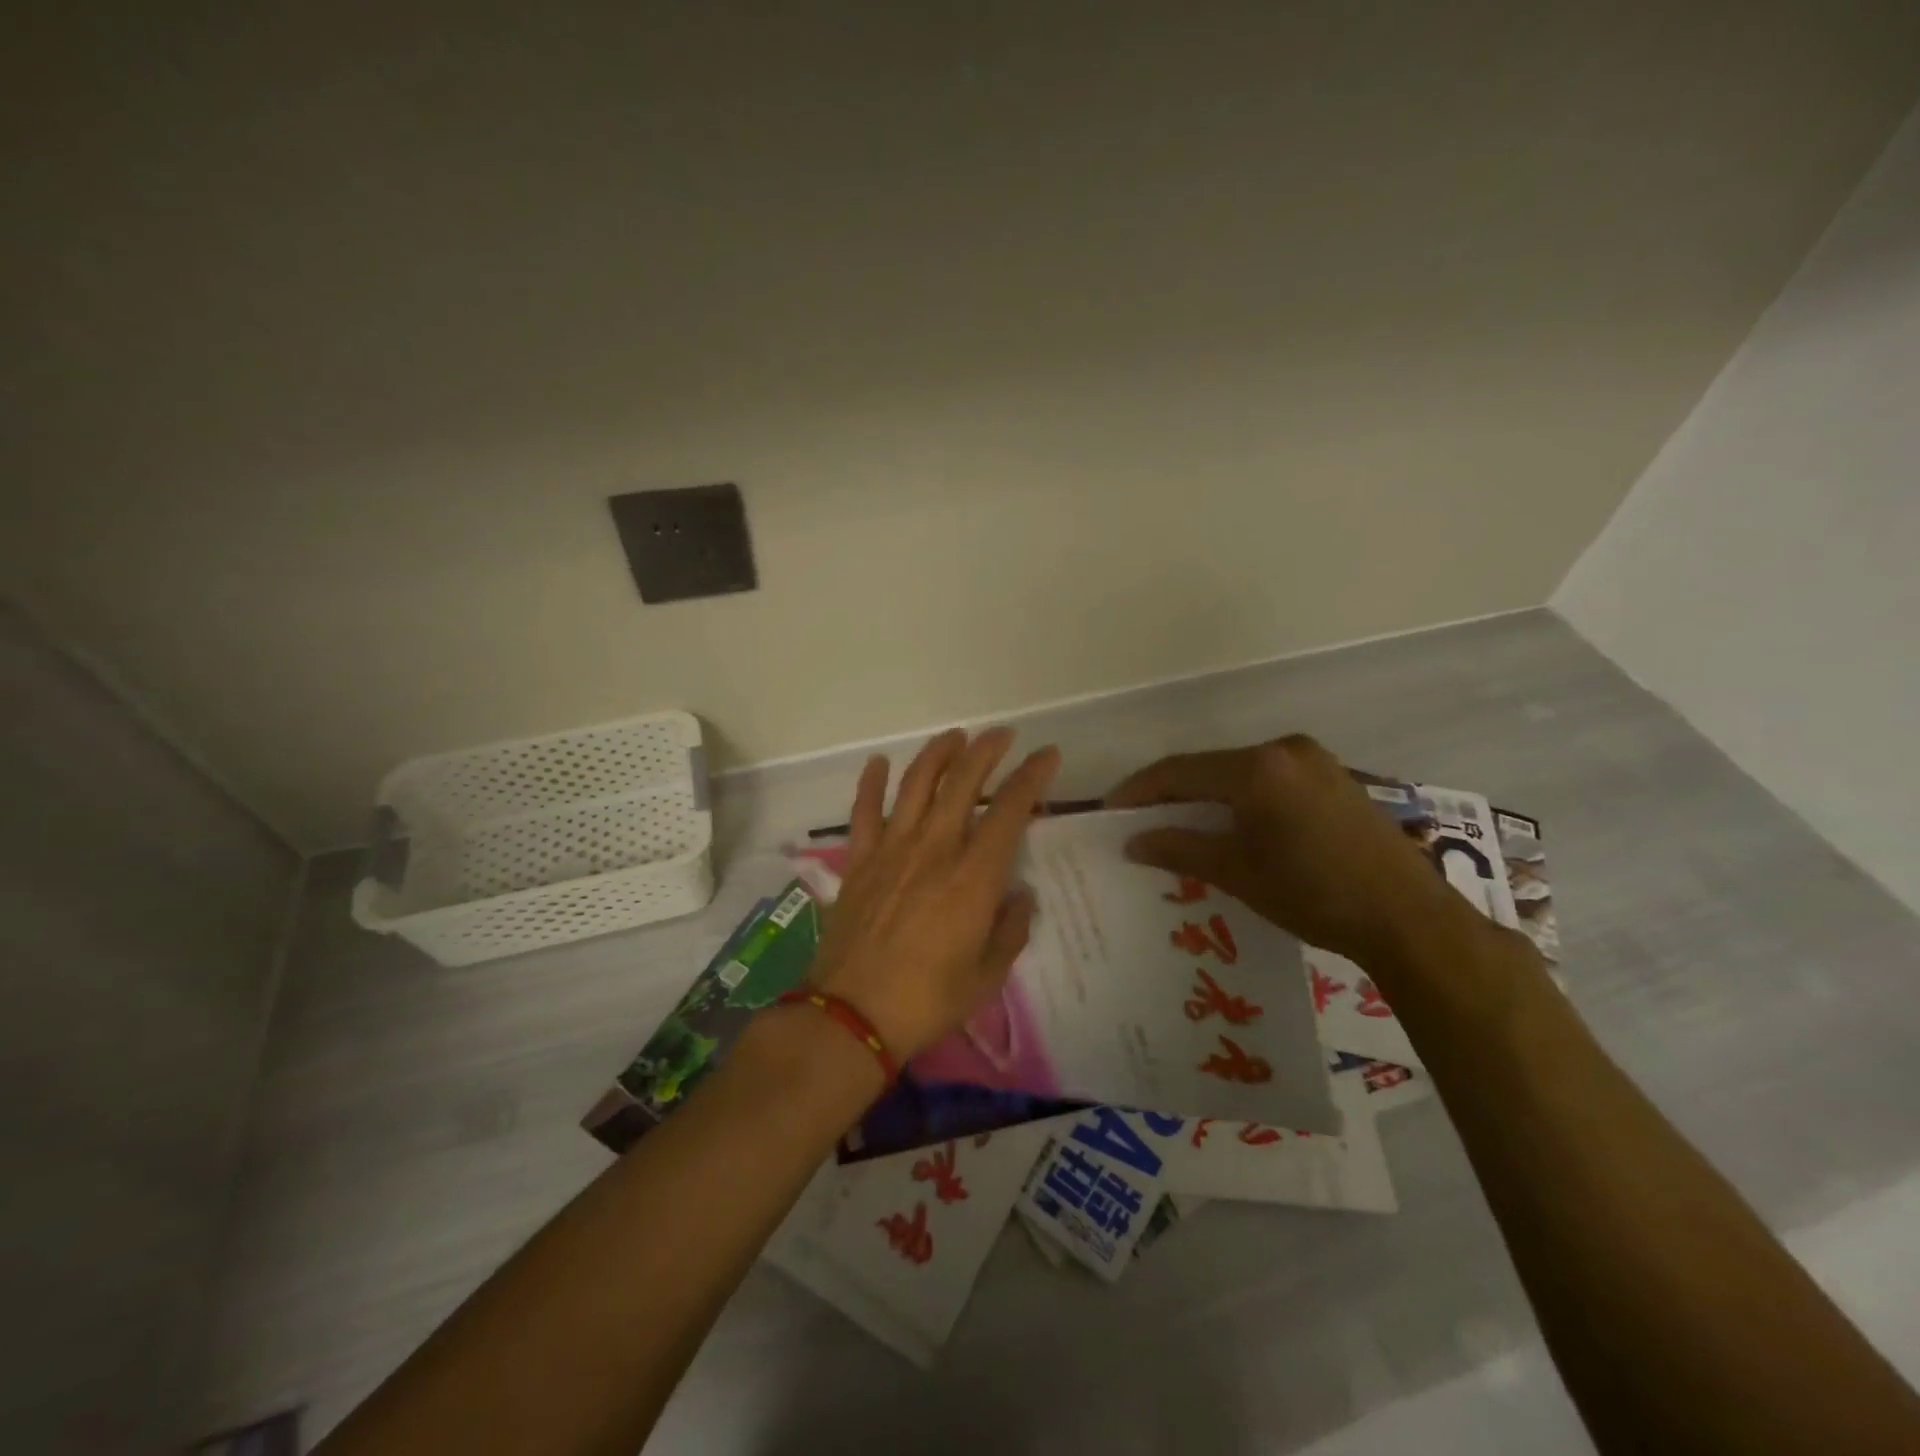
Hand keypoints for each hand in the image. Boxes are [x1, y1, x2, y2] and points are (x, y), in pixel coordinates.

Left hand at [807, 728, 1060, 1061]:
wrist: (852, 1015)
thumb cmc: (928, 1001)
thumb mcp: (987, 977)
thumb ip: (1010, 931)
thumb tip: (1020, 897)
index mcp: (972, 878)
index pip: (1009, 811)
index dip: (1031, 777)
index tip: (1047, 755)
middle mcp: (934, 850)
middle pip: (962, 783)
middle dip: (986, 751)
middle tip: (1002, 735)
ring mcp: (891, 851)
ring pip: (915, 785)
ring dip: (937, 755)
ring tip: (954, 736)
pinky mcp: (858, 862)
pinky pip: (863, 812)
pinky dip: (871, 783)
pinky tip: (879, 762)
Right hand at [1107, 735, 1470, 966]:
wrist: (1409, 918)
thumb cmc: (1314, 893)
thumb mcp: (1237, 872)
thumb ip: (1180, 848)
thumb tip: (1133, 841)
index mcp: (1257, 767)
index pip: (1180, 770)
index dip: (1140, 790)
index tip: (1111, 810)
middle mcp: (1284, 750)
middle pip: (1210, 767)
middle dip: (1173, 793)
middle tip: (1143, 820)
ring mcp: (1315, 761)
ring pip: (1241, 773)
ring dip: (1208, 796)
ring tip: (1182, 825)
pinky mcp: (1335, 778)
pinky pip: (1271, 780)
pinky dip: (1242, 798)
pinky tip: (1232, 824)